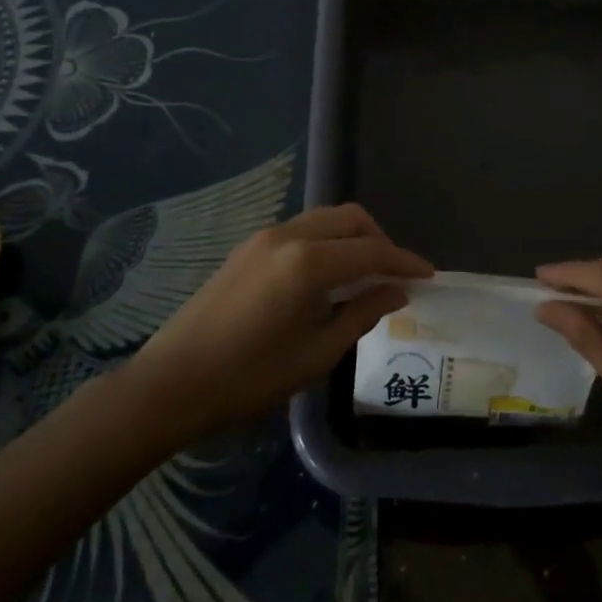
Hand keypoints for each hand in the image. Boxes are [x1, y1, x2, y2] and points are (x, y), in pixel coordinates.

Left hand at [131, 204, 431, 438]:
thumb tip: (395, 292)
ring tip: (364, 275)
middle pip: (351, 218)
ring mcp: (264, 237)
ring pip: (325, 218)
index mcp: (309, 262)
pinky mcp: (248, 247)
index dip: (405, 262)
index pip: (372, 251)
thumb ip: (361, 314)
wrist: (172, 382)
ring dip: (352, 238)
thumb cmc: (249, 378)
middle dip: (380, 240)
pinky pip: (302, 229)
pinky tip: (327, 276)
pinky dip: (326, 241)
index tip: (429, 275)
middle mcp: (289, 236)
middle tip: (394, 276)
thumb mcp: (316, 354)